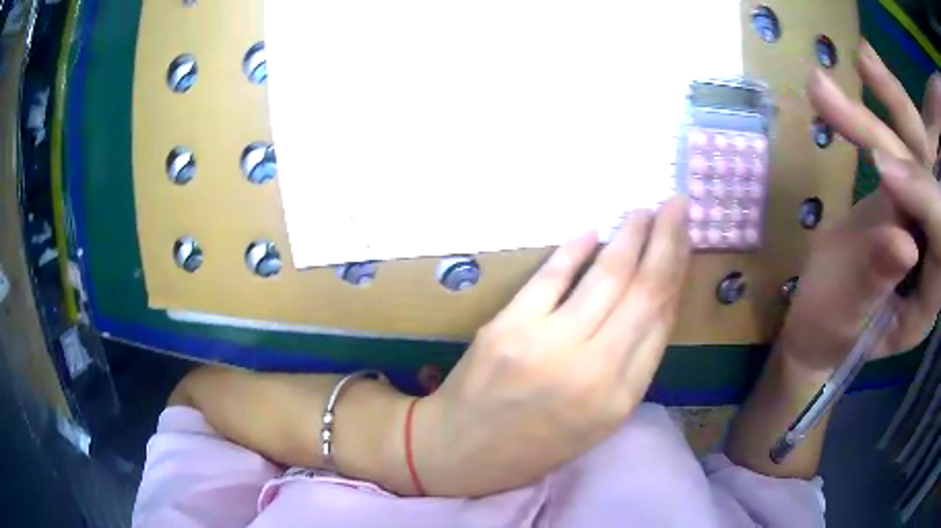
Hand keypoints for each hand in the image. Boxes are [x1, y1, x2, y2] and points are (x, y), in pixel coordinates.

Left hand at [410, 197, 690, 496]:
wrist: (459, 452)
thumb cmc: (534, 445)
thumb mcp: (598, 421)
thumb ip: (630, 365)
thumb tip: (652, 303)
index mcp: (619, 398)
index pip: (661, 320)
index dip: (677, 273)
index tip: (685, 241)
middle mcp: (593, 370)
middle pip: (643, 291)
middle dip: (666, 241)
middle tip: (676, 205)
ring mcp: (548, 344)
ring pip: (606, 276)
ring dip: (629, 236)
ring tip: (644, 211)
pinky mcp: (509, 326)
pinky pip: (552, 276)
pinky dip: (575, 249)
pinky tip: (592, 230)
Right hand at [780, 42, 940, 373]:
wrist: (817, 322)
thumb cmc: (829, 333)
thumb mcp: (848, 319)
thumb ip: (877, 280)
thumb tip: (904, 240)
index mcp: (928, 295)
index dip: (923, 198)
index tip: (879, 167)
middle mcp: (931, 247)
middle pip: (930, 174)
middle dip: (904, 119)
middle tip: (866, 64)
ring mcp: (916, 215)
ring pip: (912, 148)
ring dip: (883, 103)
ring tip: (853, 61)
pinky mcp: (898, 193)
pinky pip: (894, 145)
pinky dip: (871, 113)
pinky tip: (855, 83)